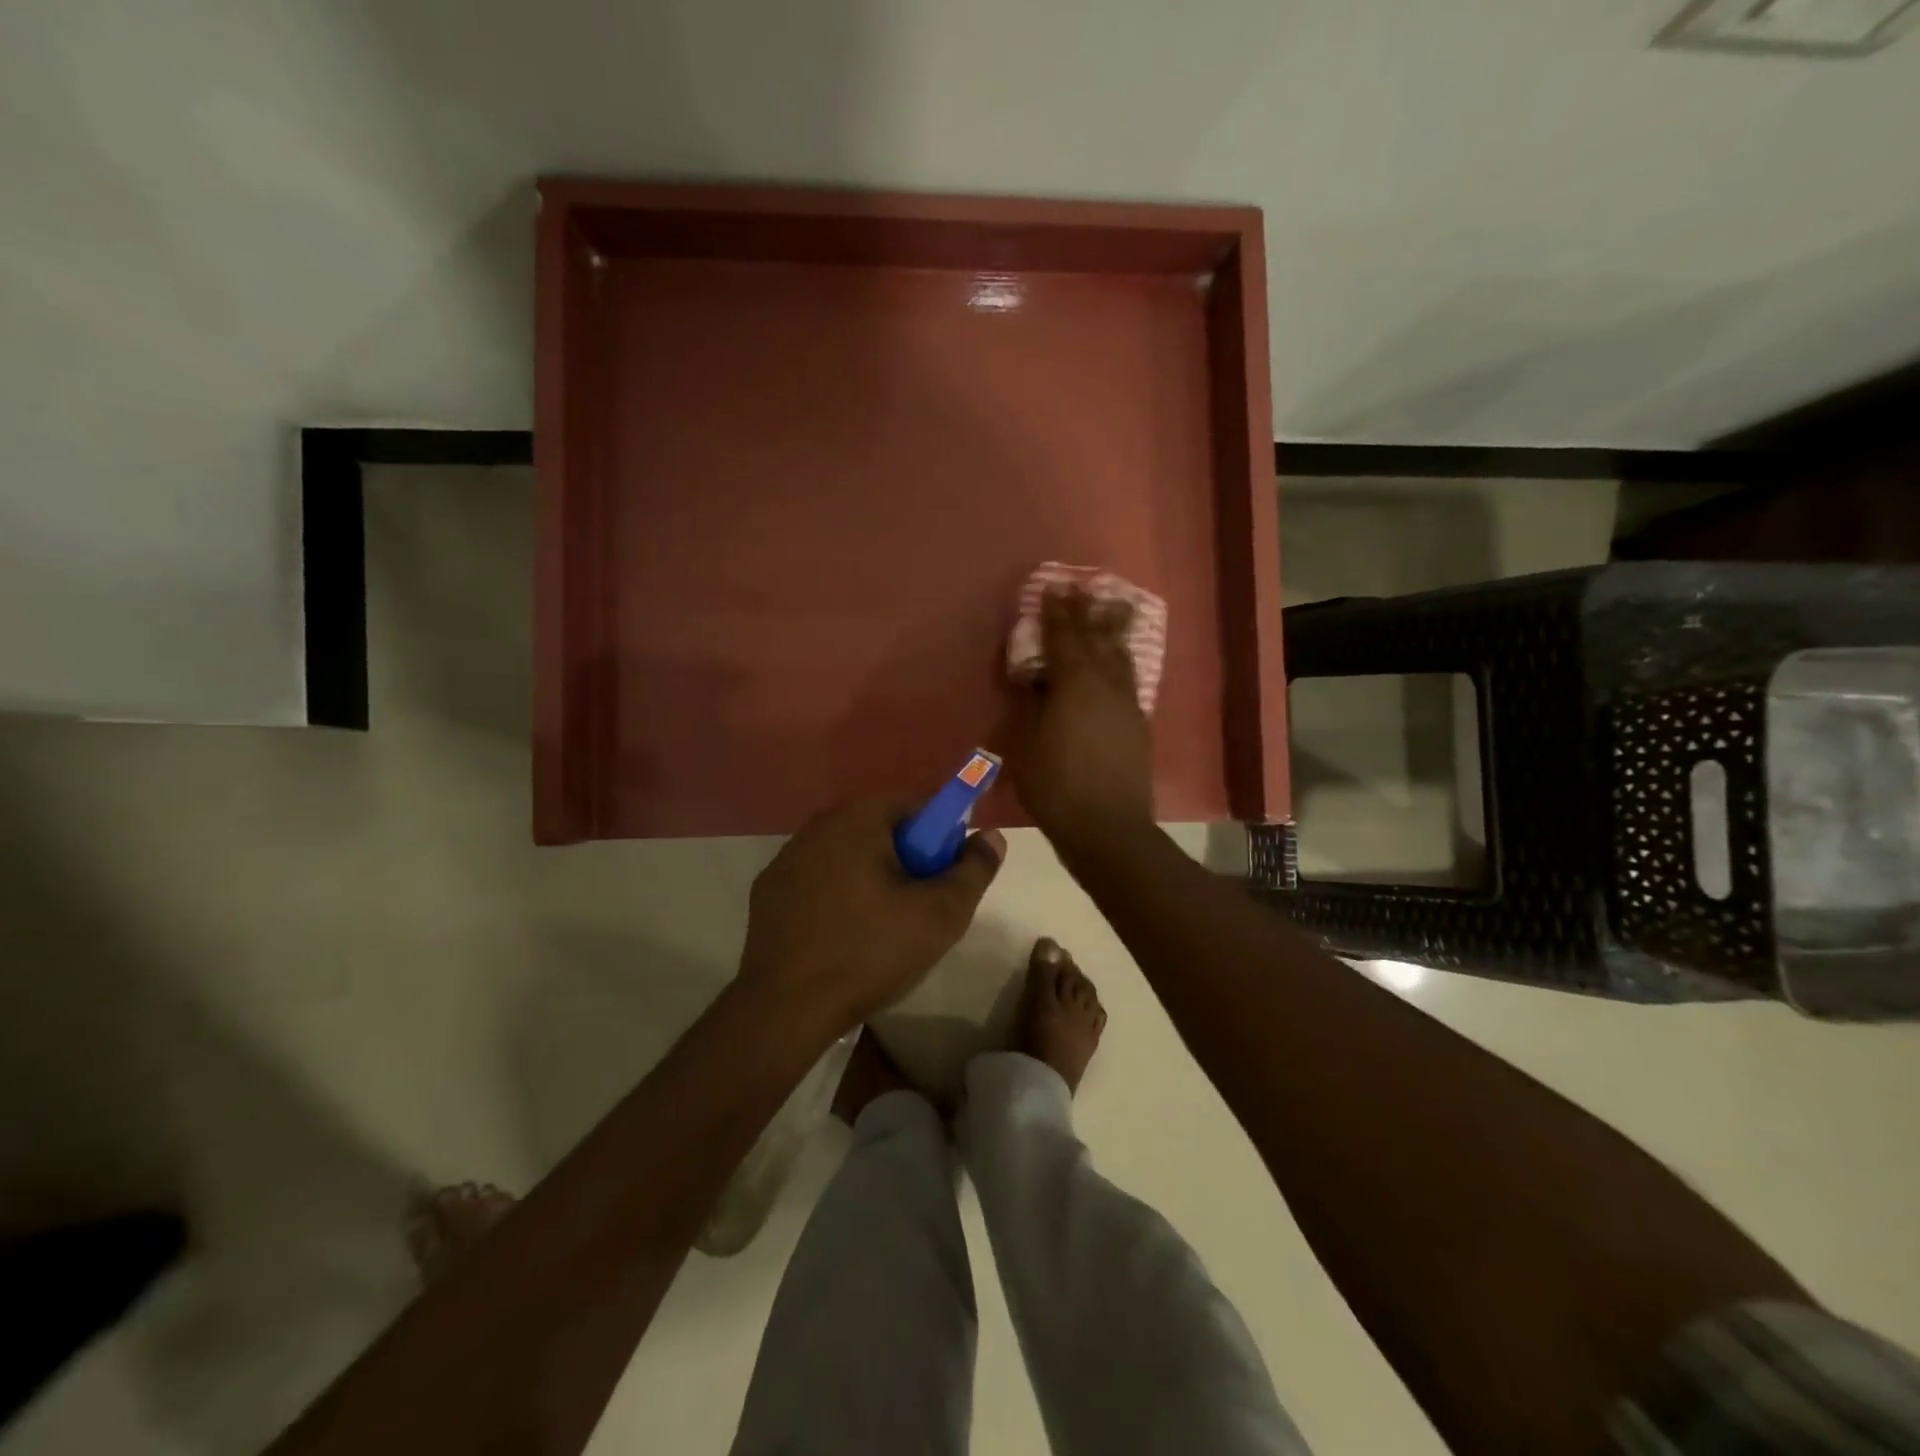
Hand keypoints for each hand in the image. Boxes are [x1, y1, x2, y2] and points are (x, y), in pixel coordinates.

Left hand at [738, 798, 1004, 1035]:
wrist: (786, 1008)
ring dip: (870, 875)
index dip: (942, 836)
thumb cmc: (871, 952)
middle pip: (880, 828)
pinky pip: (817, 878)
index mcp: (858, 819)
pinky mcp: (767, 890)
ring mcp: (786, 858)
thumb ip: (974, 869)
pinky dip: (835, 893)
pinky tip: (841, 933)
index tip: (946, 875)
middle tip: (920, 904)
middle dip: (907, 858)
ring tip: (881, 925)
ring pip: (847, 854)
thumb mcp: (941, 915)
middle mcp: (817, 826)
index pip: (916, 806)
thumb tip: (992, 836)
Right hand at [1007, 587, 1154, 855]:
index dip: (1056, 612)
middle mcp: (1105, 684)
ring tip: (1115, 606)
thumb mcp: (1024, 744)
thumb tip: (1032, 678)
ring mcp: (1127, 703)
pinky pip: (1129, 678)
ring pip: (1120, 655)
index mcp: (1074, 683)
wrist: (1107, 827)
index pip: (1063, 637)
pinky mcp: (1138, 723)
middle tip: (1085, 586)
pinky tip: (1121, 660)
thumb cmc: (1055, 785)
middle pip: (1097, 638)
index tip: (1053, 588)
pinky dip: (1123, 659)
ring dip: (1113, 629)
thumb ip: (1027, 704)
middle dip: (1088, 611)